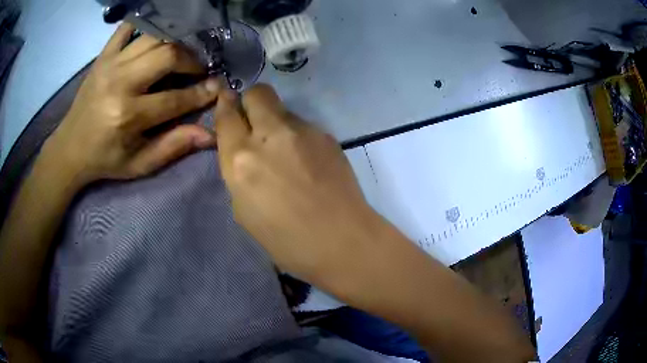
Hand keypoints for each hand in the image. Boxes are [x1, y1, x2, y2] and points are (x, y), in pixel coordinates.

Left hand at [43, 23, 221, 185]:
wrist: (70, 148)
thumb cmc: (105, 159)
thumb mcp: (139, 164)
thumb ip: (173, 147)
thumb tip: (209, 135)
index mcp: (128, 116)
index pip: (175, 99)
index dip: (201, 93)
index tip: (217, 86)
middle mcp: (120, 83)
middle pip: (168, 55)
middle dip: (191, 60)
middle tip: (199, 69)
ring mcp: (110, 65)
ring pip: (154, 38)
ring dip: (175, 42)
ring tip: (182, 54)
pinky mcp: (103, 56)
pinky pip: (127, 28)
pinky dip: (145, 24)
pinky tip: (156, 35)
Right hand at [214, 84, 382, 283]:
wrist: (342, 241)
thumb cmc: (286, 241)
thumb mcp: (244, 211)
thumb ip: (239, 173)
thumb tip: (245, 152)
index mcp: (241, 160)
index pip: (226, 116)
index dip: (225, 105)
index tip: (227, 102)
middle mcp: (270, 135)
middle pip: (258, 93)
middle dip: (251, 102)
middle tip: (255, 122)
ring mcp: (303, 131)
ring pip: (282, 109)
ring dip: (276, 123)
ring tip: (287, 153)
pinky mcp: (326, 135)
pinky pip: (304, 126)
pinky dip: (298, 137)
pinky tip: (308, 162)